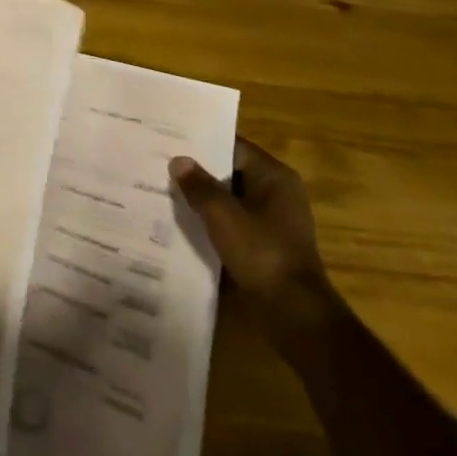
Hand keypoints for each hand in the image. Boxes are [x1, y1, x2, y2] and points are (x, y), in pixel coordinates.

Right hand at [170, 139, 335, 344]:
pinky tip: (185, 226)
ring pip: (231, 200)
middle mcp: (278, 193)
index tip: (170, 142)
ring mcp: (274, 221)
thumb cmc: (261, 252)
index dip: (202, 144)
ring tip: (167, 194)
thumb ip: (198, 185)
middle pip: (231, 173)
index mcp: (274, 176)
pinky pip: (235, 224)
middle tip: (162, 167)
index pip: (233, 147)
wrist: (294, 313)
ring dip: (205, 201)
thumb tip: (178, 161)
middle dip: (199, 174)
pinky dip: (214, 223)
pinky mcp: (267, 246)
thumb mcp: (222, 215)